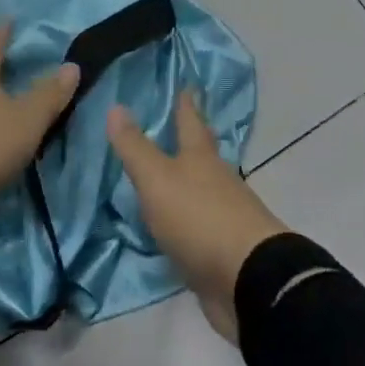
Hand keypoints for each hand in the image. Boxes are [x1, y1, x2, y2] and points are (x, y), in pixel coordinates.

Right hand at [107, 89, 288, 343]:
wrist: (248, 280)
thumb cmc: (199, 217)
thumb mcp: (157, 179)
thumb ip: (135, 148)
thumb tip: (116, 106)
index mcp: (201, 158)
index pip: (191, 121)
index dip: (186, 103)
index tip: (187, 85)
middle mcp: (217, 180)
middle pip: (203, 154)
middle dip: (192, 139)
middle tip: (179, 124)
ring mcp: (224, 215)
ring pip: (204, 188)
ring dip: (189, 180)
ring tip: (168, 173)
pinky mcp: (223, 249)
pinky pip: (200, 226)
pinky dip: (187, 219)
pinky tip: (174, 224)